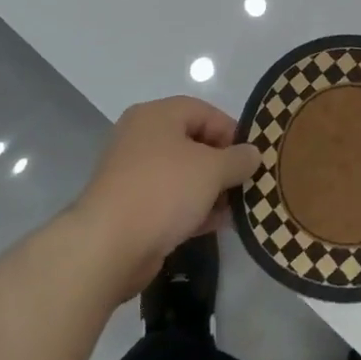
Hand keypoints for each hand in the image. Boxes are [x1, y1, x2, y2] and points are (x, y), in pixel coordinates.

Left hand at [70, 95, 260, 298]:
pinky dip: (192, 207)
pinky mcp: (129, 207)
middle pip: (193, 143)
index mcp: (157, 116)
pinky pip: (169, 199)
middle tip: (245, 183)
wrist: (107, 247)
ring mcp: (132, 174)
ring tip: (236, 208)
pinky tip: (215, 224)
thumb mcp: (212, 169)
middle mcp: (141, 138)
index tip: (251, 158)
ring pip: (182, 174)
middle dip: (222, 164)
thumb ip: (238, 159)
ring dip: (210, 189)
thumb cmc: (163, 191)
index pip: (205, 112)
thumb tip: (253, 154)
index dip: (232, 133)